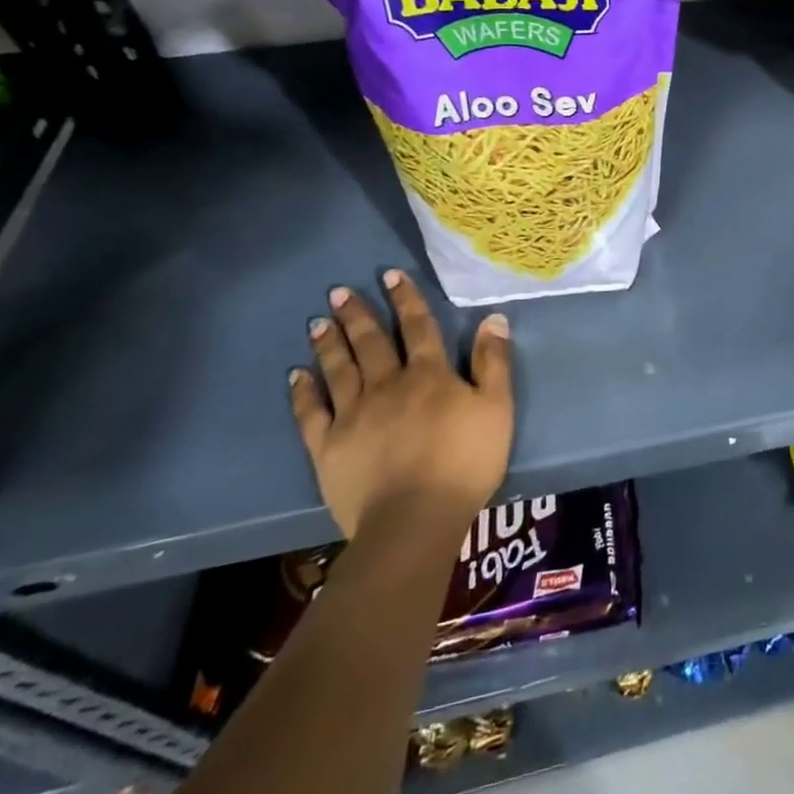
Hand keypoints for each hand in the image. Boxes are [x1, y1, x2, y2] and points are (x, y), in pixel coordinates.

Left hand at [290, 269, 513, 539]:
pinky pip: (311, 413)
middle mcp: (387, 385)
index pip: (417, 327)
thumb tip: (492, 318)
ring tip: (318, 322)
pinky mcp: (328, 447)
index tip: (390, 274)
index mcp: (429, 375)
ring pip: (339, 370)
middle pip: (371, 343)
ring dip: (329, 344)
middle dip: (357, 314)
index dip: (406, 299)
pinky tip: (296, 376)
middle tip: (339, 292)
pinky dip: (303, 392)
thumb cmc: (465, 462)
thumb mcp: (497, 408)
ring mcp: (353, 415)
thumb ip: (493, 362)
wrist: (414, 519)